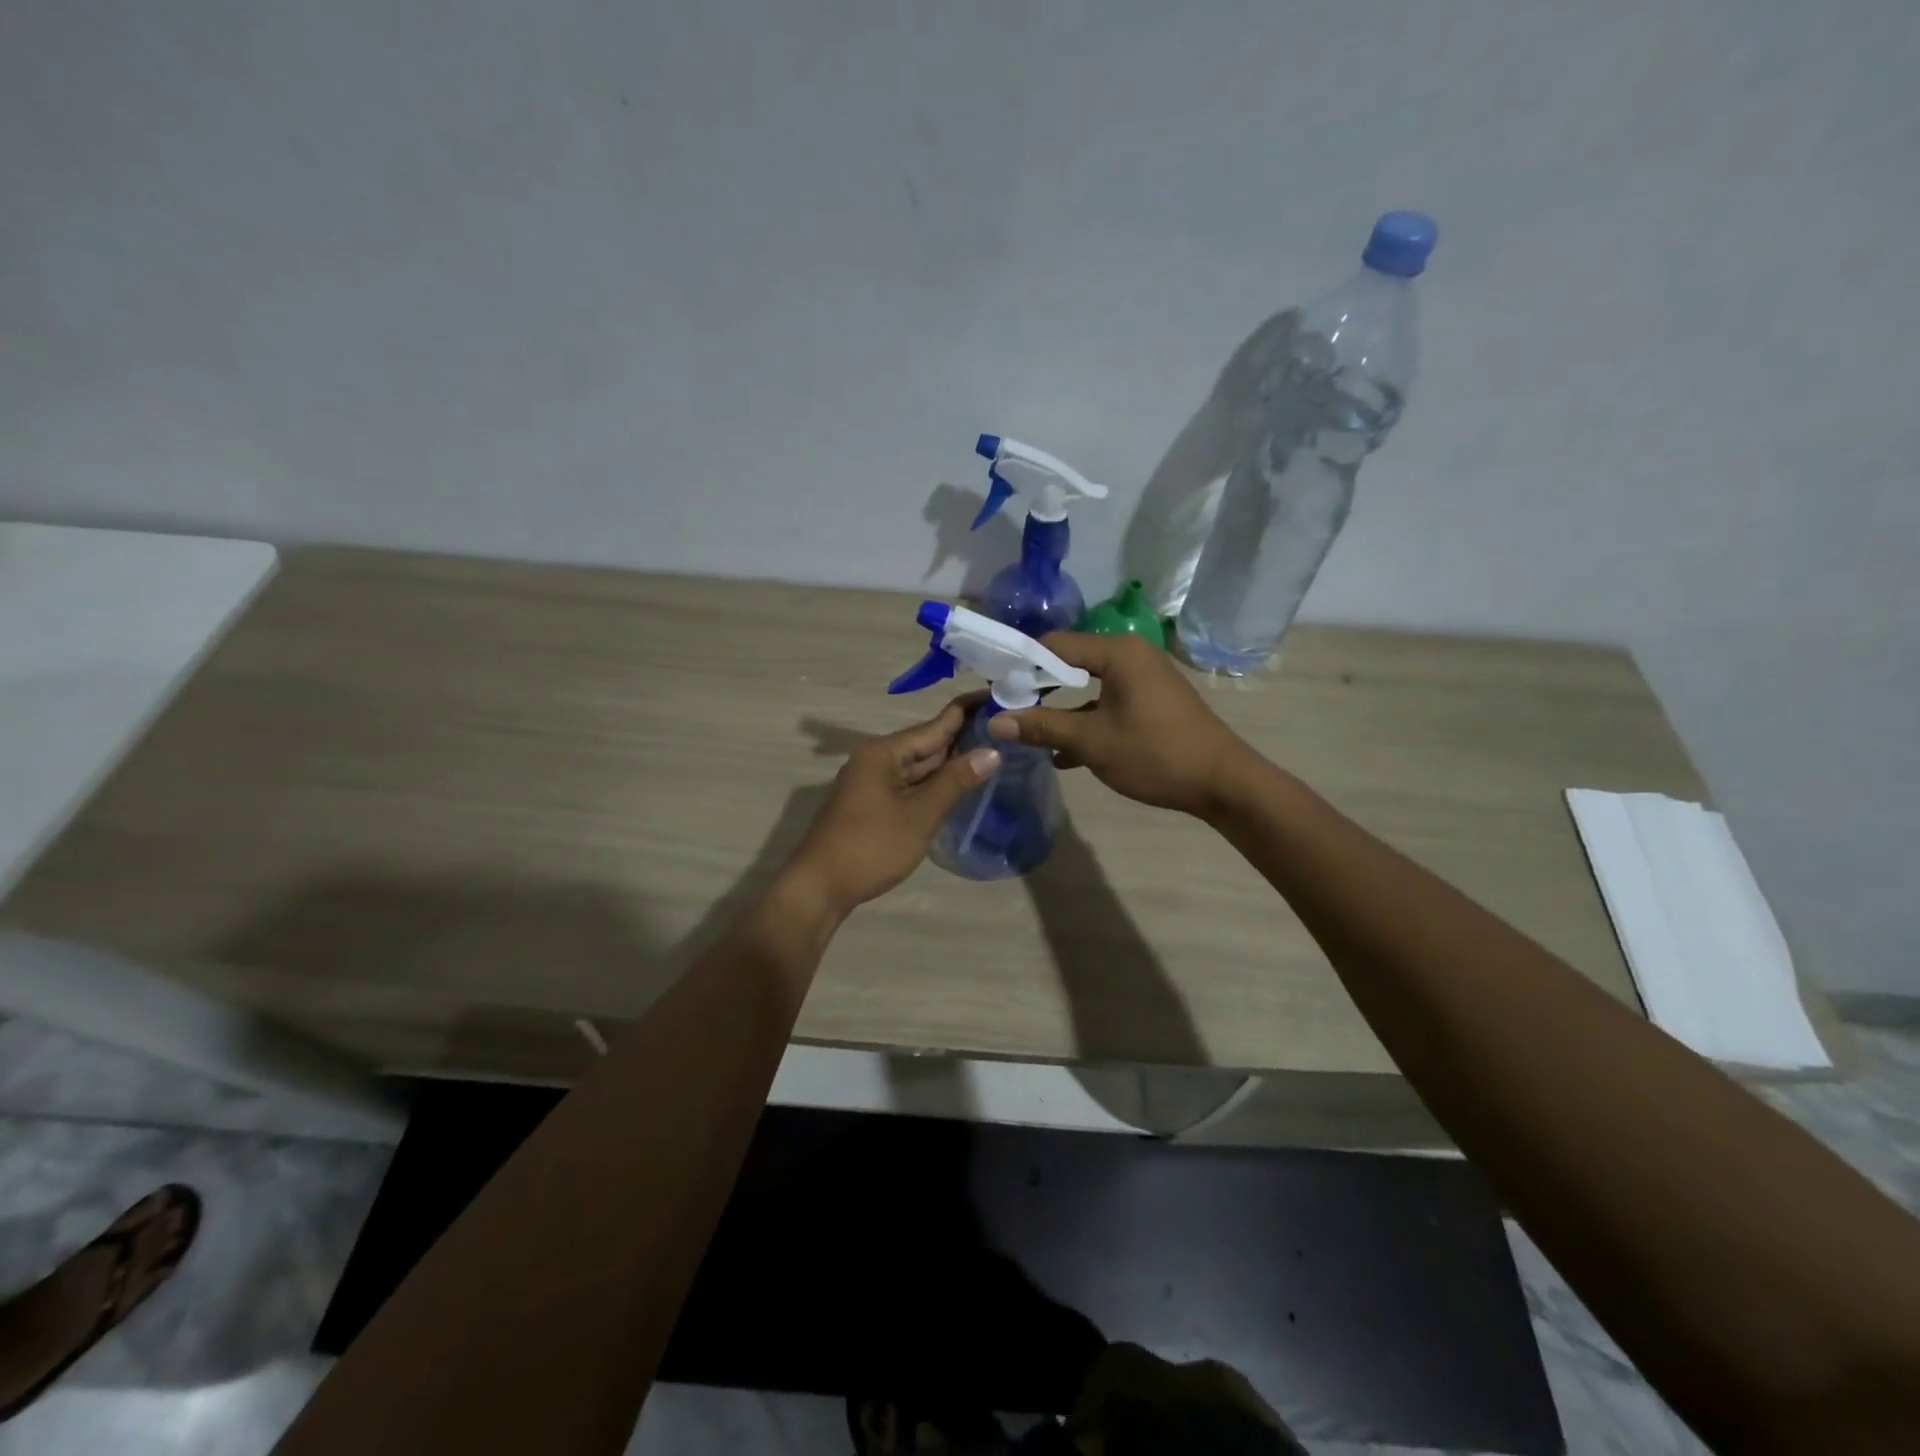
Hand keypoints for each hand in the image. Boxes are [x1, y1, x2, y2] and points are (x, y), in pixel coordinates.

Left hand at [787, 696, 999, 914]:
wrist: (820, 887)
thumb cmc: (871, 846)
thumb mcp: (920, 814)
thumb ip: (955, 781)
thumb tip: (992, 751)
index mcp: (884, 752)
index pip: (934, 725)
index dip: (966, 712)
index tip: (997, 696)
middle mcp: (876, 760)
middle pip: (926, 744)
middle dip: (963, 737)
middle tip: (1004, 728)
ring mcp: (872, 783)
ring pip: (918, 767)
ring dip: (950, 762)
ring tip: (992, 751)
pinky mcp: (872, 805)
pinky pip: (910, 785)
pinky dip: (934, 784)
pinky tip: (958, 786)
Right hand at [987, 633, 1253, 817]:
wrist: (1223, 783)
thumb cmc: (1155, 753)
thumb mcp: (1092, 741)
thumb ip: (1042, 727)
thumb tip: (994, 722)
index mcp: (1117, 652)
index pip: (1054, 644)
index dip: (1021, 665)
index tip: (995, 689)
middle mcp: (1131, 655)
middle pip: (1070, 663)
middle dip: (1038, 688)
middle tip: (1007, 709)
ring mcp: (1144, 679)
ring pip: (1088, 686)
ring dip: (1060, 709)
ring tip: (1028, 732)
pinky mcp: (1151, 702)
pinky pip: (1107, 702)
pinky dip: (1086, 720)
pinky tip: (1064, 753)